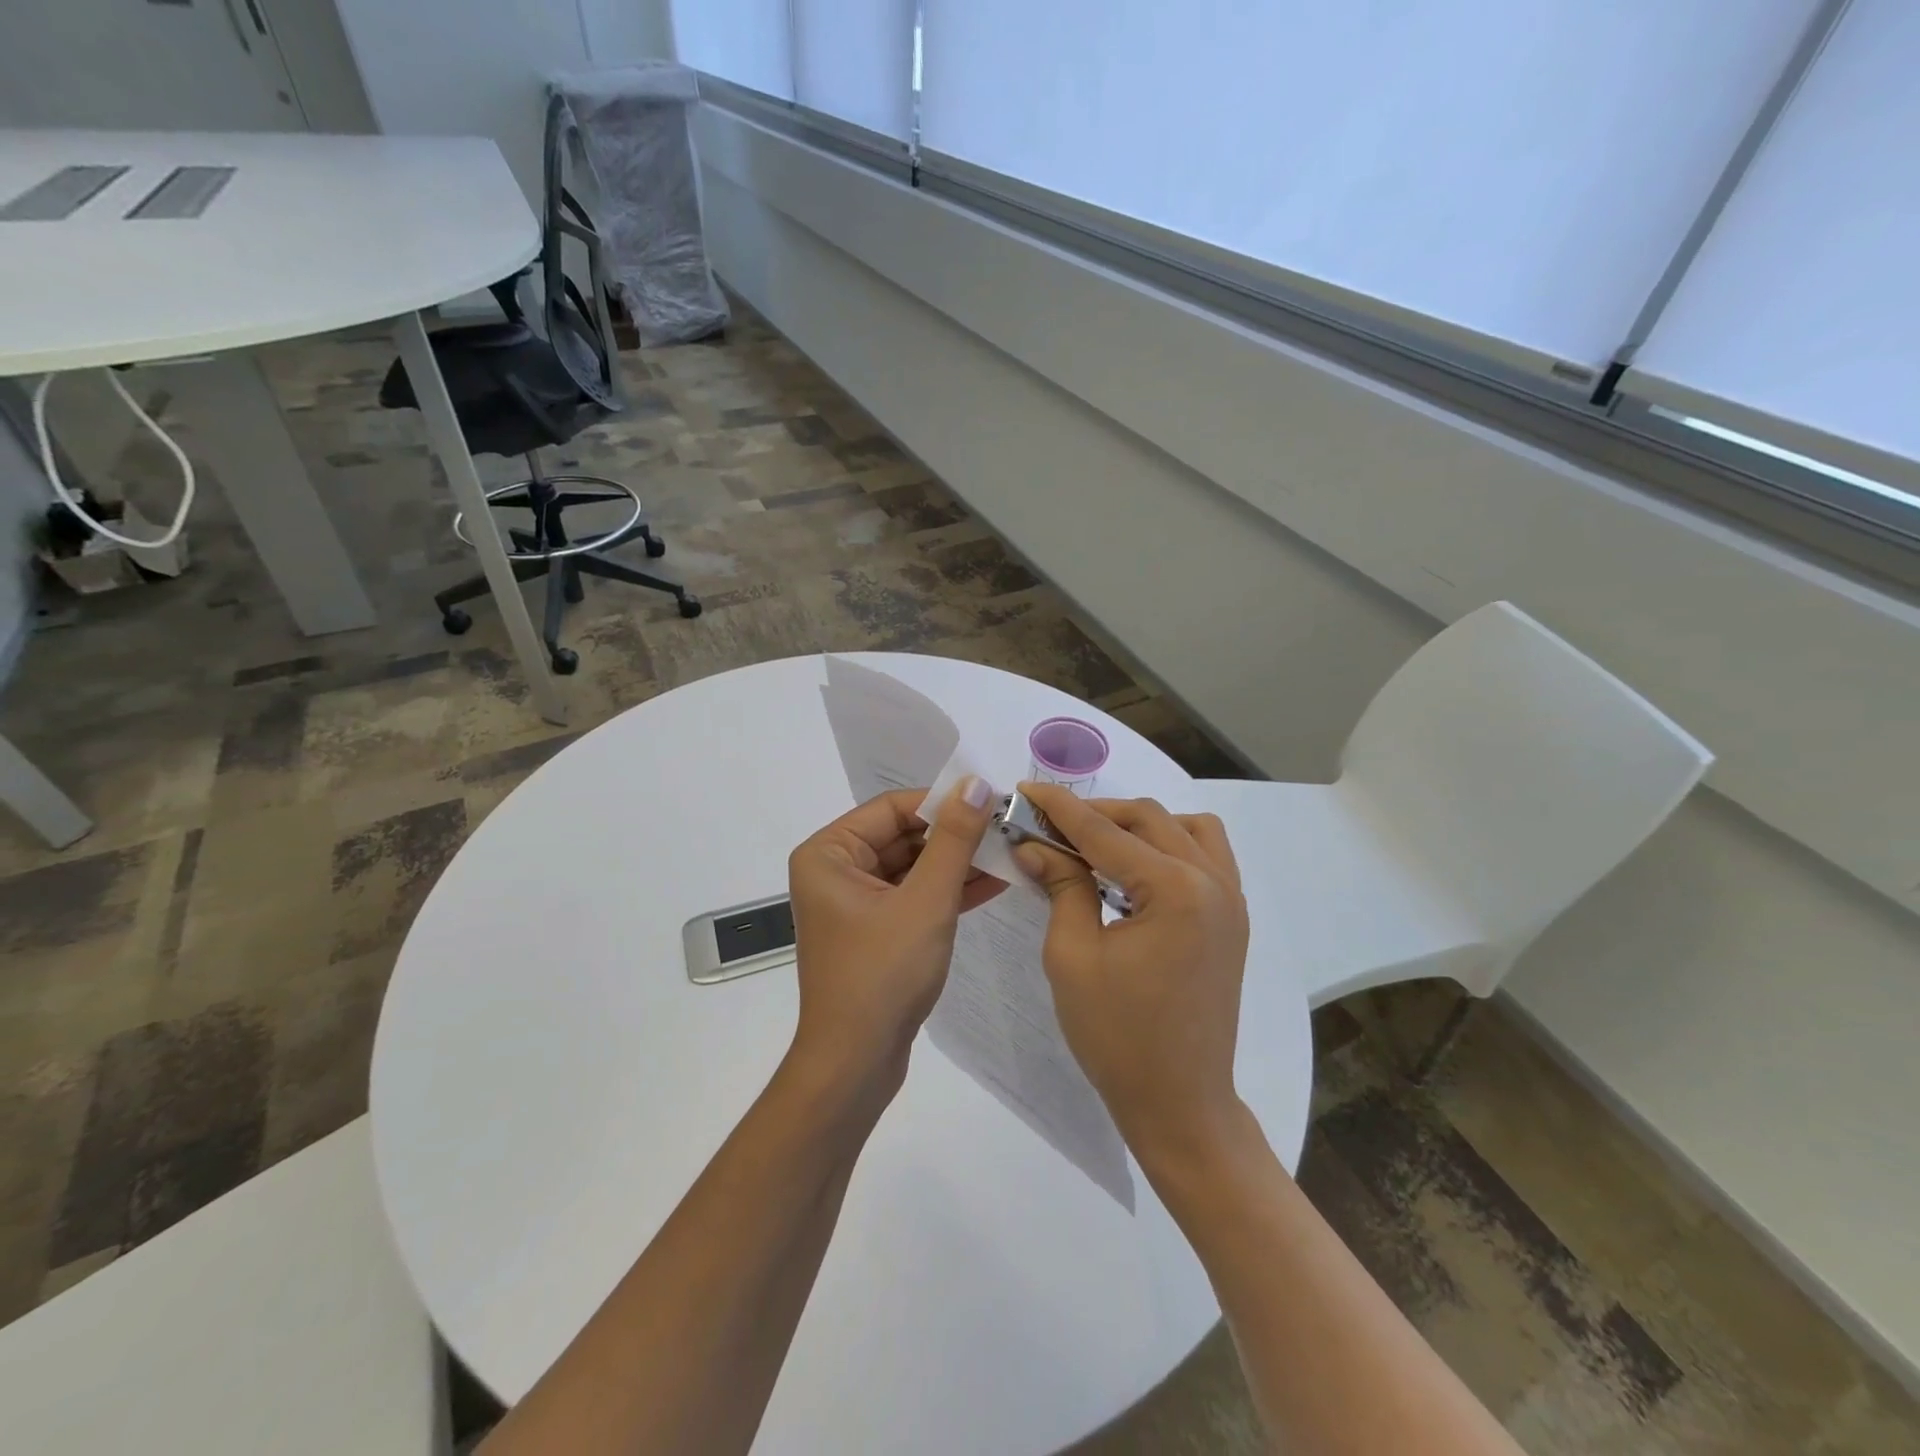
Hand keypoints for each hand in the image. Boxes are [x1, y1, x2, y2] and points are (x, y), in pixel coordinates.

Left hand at [786, 779, 1001, 1099]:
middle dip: (955, 835)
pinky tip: (994, 882)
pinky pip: (914, 896)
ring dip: (958, 863)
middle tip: (1008, 829)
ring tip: (1010, 852)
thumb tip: (975, 784)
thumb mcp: (926, 901)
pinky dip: (948, 890)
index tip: (993, 802)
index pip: (893, 808)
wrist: (856, 1064)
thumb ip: (954, 840)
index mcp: (829, 854)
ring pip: (913, 867)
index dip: (944, 802)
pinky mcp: (875, 930)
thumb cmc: (882, 974)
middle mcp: (836, 870)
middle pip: (903, 836)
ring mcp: (855, 902)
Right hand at [1013, 783, 1249, 1167]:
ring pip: (1184, 827)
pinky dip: (1170, 844)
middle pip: (1148, 818)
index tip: (1024, 791)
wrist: (1181, 1103)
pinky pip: (1207, 854)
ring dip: (1138, 824)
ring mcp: (1231, 898)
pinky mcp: (1233, 918)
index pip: (1105, 831)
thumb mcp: (1072, 957)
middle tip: (1049, 825)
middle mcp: (1212, 881)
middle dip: (1095, 813)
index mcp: (1174, 890)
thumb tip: (1034, 844)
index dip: (1060, 808)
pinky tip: (1137, 868)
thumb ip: (1061, 886)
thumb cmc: (1118, 1037)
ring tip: (1096, 843)